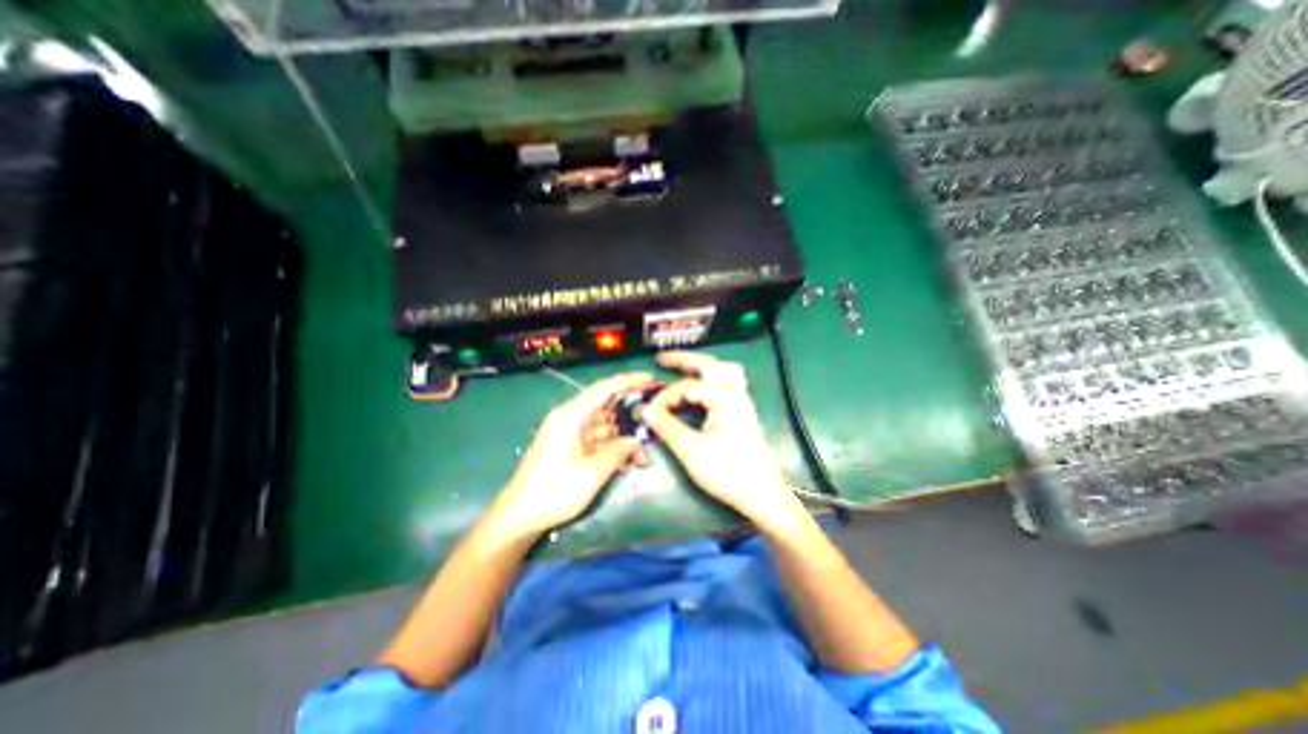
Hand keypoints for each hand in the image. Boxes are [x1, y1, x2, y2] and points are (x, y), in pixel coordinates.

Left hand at [487, 372, 652, 539]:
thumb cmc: (553, 492)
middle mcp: (570, 418)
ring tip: (643, 456)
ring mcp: (569, 433)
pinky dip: (612, 448)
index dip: (628, 381)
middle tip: (655, 419)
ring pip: (604, 426)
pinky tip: (626, 462)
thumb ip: (618, 451)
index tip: (650, 378)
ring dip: (623, 438)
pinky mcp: (570, 447)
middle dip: (630, 415)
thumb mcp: (592, 473)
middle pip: (606, 407)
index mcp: (570, 416)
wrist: (519, 517)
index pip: (604, 389)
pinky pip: (597, 440)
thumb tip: (636, 440)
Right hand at [641, 351, 803, 528]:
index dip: (665, 397)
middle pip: (709, 364)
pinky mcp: (744, 410)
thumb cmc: (727, 472)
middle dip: (684, 359)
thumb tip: (646, 410)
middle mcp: (735, 392)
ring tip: (682, 370)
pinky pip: (729, 382)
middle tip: (662, 359)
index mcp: (723, 398)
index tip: (651, 412)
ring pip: (723, 370)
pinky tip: (701, 388)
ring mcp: (742, 400)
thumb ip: (667, 427)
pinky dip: (713, 378)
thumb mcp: (691, 450)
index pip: (686, 387)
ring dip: (702, 366)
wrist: (762, 493)